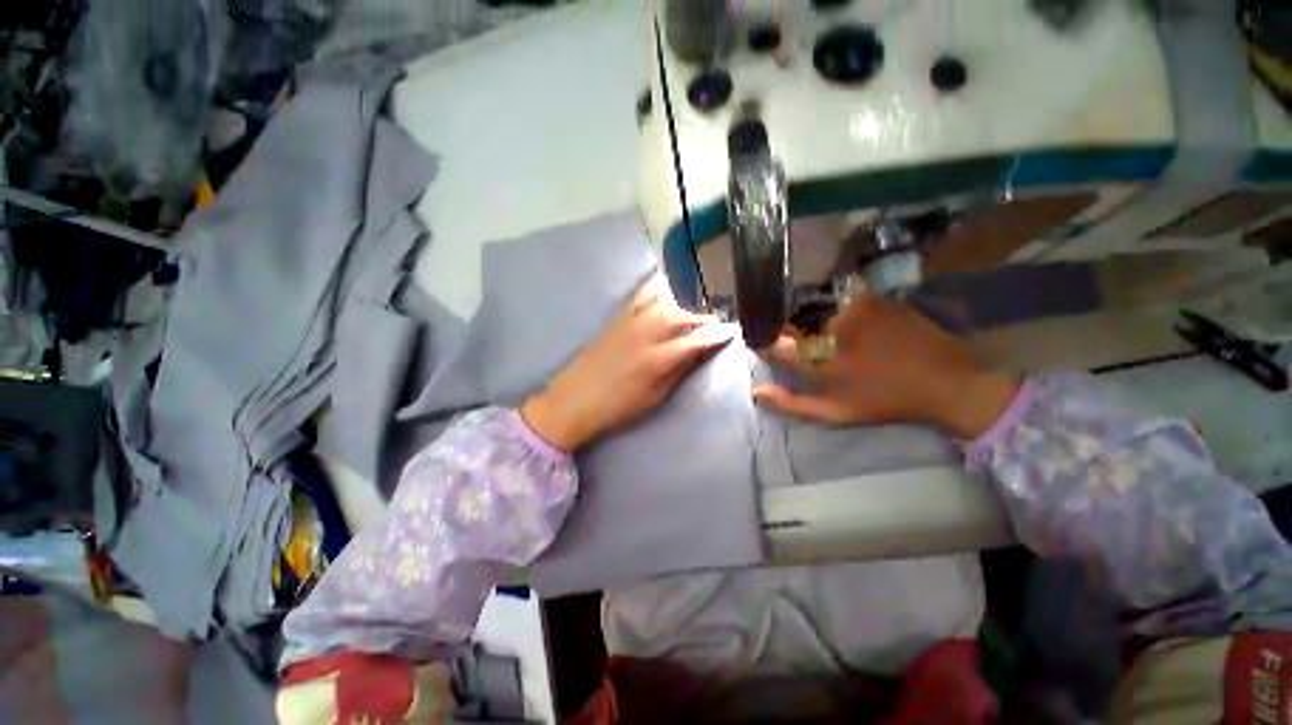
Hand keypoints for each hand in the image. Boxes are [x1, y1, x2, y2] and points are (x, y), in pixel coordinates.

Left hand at [521, 275, 734, 451]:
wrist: (573, 399)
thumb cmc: (616, 407)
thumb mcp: (654, 397)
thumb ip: (677, 371)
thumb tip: (698, 353)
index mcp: (656, 360)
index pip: (695, 340)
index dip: (716, 335)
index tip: (732, 331)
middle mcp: (645, 334)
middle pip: (682, 317)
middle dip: (703, 320)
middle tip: (714, 326)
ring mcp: (628, 322)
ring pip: (665, 304)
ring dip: (683, 307)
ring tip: (691, 316)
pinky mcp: (615, 318)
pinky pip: (640, 296)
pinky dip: (656, 289)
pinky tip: (665, 288)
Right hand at [753, 294, 1019, 438]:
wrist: (946, 383)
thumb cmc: (883, 400)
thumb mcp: (834, 411)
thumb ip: (791, 403)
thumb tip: (754, 391)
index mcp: (819, 354)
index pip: (776, 343)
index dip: (767, 343)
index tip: (764, 346)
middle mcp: (831, 323)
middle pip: (797, 323)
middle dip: (796, 333)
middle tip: (813, 350)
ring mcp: (855, 307)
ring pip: (820, 312)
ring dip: (819, 323)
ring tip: (839, 342)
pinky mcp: (875, 299)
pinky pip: (844, 303)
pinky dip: (841, 314)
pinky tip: (857, 330)